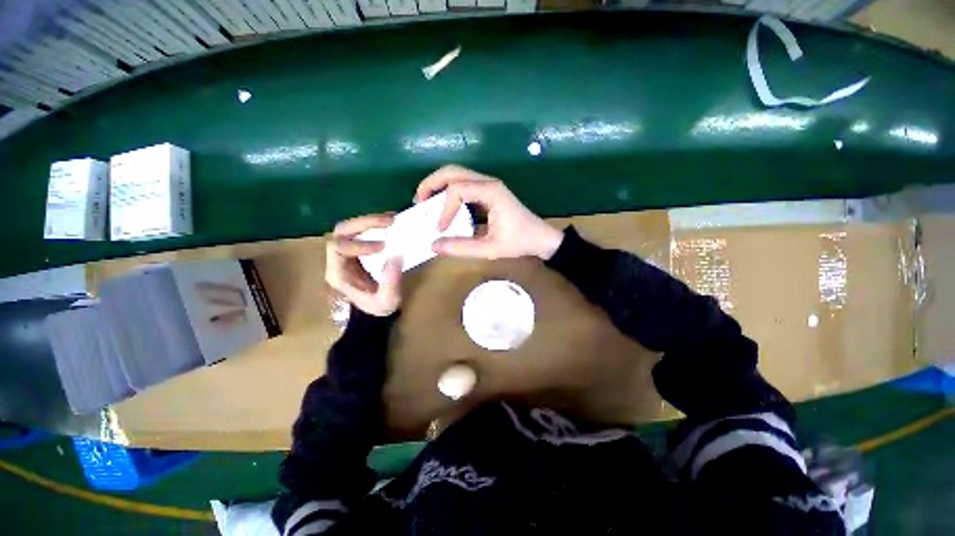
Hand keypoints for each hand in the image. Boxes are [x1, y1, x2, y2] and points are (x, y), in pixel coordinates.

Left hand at [326, 214, 401, 316]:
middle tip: (389, 222)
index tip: (383, 247)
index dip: (358, 244)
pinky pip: (362, 229)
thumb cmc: (377, 307)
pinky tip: (392, 221)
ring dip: (370, 220)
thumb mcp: (386, 301)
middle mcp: (338, 259)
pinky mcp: (359, 247)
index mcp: (338, 273)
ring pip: (350, 227)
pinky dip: (376, 223)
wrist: (375, 309)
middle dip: (364, 223)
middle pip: (341, 231)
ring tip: (393, 219)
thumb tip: (396, 257)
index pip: (337, 248)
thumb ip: (390, 283)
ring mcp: (348, 251)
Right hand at [414, 165, 563, 259]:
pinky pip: (463, 185)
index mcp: (491, 191)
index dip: (444, 209)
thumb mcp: (490, 249)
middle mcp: (488, 182)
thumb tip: (434, 246)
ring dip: (438, 185)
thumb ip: (462, 248)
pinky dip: (448, 192)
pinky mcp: (487, 192)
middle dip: (431, 183)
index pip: (457, 190)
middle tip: (419, 201)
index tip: (439, 229)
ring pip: (457, 175)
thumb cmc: (520, 242)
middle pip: (452, 171)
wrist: (540, 238)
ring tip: (426, 202)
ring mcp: (488, 185)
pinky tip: (442, 207)